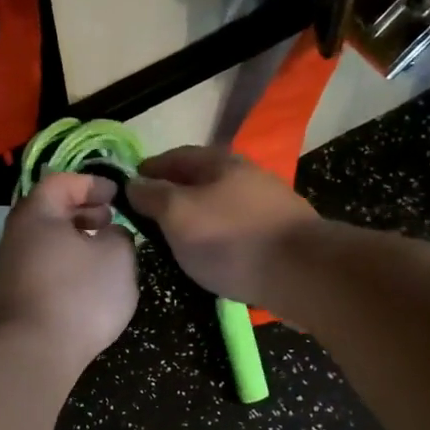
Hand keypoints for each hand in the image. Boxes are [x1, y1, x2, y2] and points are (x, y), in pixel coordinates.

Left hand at [0, 172, 138, 370]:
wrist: (35, 352)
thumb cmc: (80, 294)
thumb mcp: (118, 256)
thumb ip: (119, 234)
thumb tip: (109, 234)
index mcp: (36, 215)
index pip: (61, 182)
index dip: (91, 183)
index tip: (117, 195)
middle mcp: (14, 236)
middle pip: (48, 211)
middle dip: (81, 211)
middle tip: (109, 220)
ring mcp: (7, 269)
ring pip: (43, 242)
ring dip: (72, 240)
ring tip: (101, 253)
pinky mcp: (10, 298)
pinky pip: (40, 268)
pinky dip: (62, 264)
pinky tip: (83, 283)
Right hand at [127, 146, 318, 304]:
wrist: (301, 272)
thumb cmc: (230, 239)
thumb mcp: (178, 215)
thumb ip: (153, 197)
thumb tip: (133, 183)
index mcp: (219, 162)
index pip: (174, 157)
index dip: (148, 170)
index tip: (128, 187)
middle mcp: (245, 174)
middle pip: (200, 179)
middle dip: (173, 193)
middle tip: (150, 217)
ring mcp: (267, 204)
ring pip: (220, 204)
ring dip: (197, 216)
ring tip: (178, 239)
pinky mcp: (280, 233)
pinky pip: (237, 227)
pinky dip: (219, 235)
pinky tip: (213, 254)